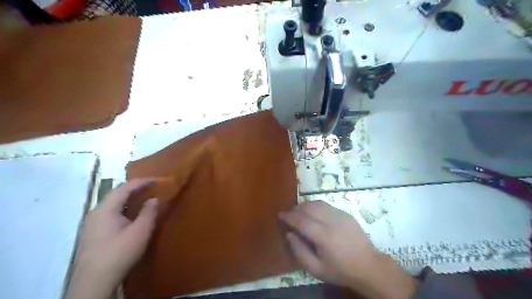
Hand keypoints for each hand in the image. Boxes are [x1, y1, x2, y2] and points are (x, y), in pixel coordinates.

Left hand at [65, 178, 157, 298]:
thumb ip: (149, 212)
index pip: (124, 188)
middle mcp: (96, 213)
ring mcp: (92, 224)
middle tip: (150, 187)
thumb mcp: (140, 231)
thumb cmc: (120, 253)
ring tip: (143, 198)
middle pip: (116, 194)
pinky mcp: (92, 234)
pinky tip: (131, 215)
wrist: (94, 282)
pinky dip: (123, 208)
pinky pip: (110, 213)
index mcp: (106, 209)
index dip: (140, 182)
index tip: (155, 179)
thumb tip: (154, 199)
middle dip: (134, 188)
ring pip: (112, 204)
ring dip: (128, 199)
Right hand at [280, 200, 417, 297]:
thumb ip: (300, 251)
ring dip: (305, 205)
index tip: (280, 215)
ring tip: (299, 212)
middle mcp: (332, 221)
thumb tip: (289, 234)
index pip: (301, 220)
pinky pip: (326, 205)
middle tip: (289, 214)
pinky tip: (313, 213)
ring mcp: (340, 215)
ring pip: (318, 203)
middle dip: (296, 209)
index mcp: (324, 236)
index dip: (289, 216)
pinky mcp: (346, 214)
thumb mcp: (316, 269)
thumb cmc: (340, 270)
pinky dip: (316, 206)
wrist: (368, 266)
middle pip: (309, 208)